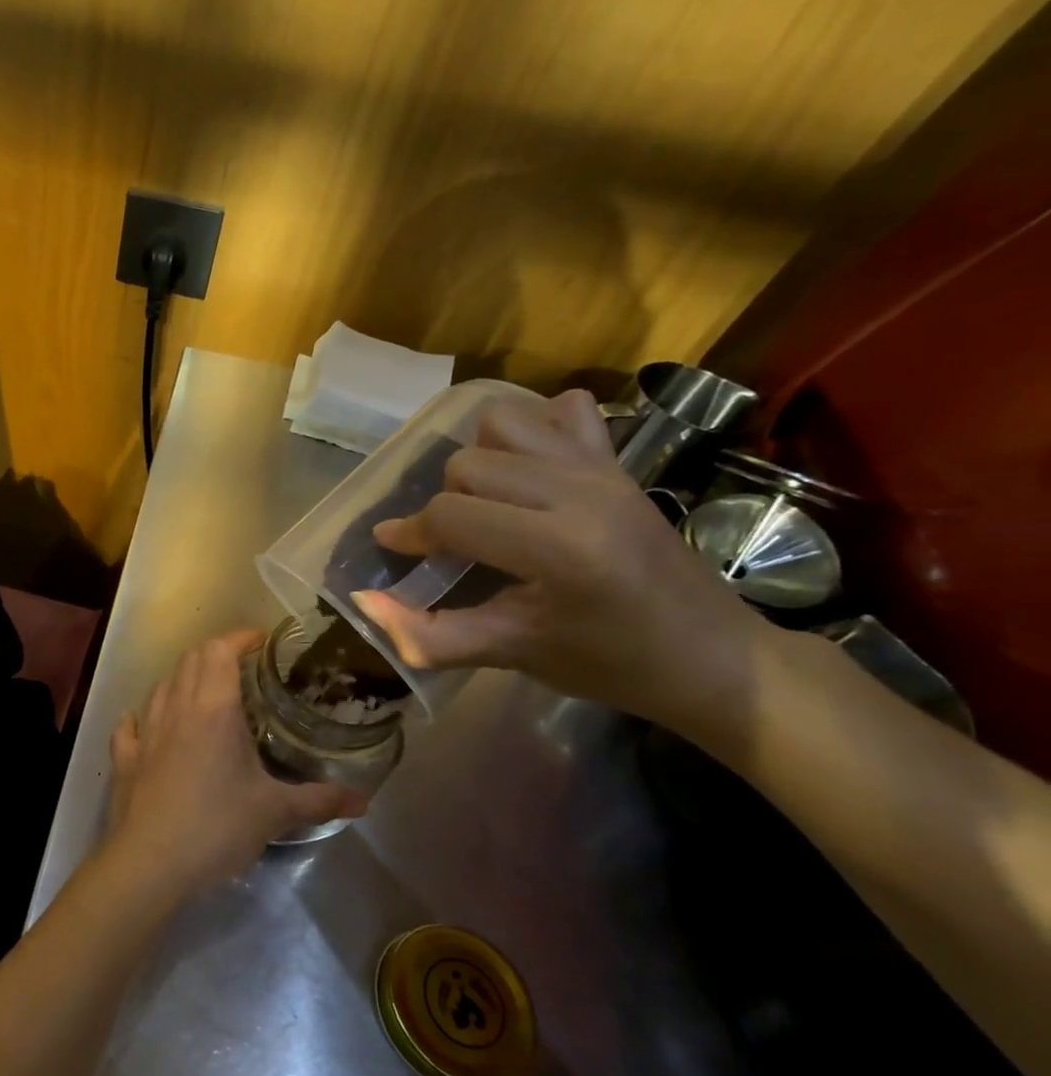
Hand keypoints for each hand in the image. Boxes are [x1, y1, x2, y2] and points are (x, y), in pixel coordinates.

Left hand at [103, 632, 365, 899]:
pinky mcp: (125, 758)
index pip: (221, 650)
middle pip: (191, 659)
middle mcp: (176, 708)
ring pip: (161, 686)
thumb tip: (362, 801)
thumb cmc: (217, 827)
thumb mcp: (274, 813)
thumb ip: (319, 800)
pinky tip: (149, 726)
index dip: (240, 637)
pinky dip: (143, 718)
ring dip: (183, 680)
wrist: (150, 862)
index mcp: (213, 708)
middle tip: (242, 667)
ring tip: (205, 694)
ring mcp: (145, 731)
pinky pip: (131, 726)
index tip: (262, 641)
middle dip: (215, 653)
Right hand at [352, 390, 770, 730]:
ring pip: (504, 423)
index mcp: (557, 547)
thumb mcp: (511, 654)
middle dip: (443, 504)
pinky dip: (532, 428)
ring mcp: (604, 469)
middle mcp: (580, 492)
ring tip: (483, 501)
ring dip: (478, 457)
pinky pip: (562, 411)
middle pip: (468, 465)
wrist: (712, 656)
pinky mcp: (620, 462)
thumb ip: (428, 633)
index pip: (451, 515)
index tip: (394, 549)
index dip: (410, 533)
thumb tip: (363, 603)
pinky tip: (527, 469)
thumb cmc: (609, 664)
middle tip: (450, 544)